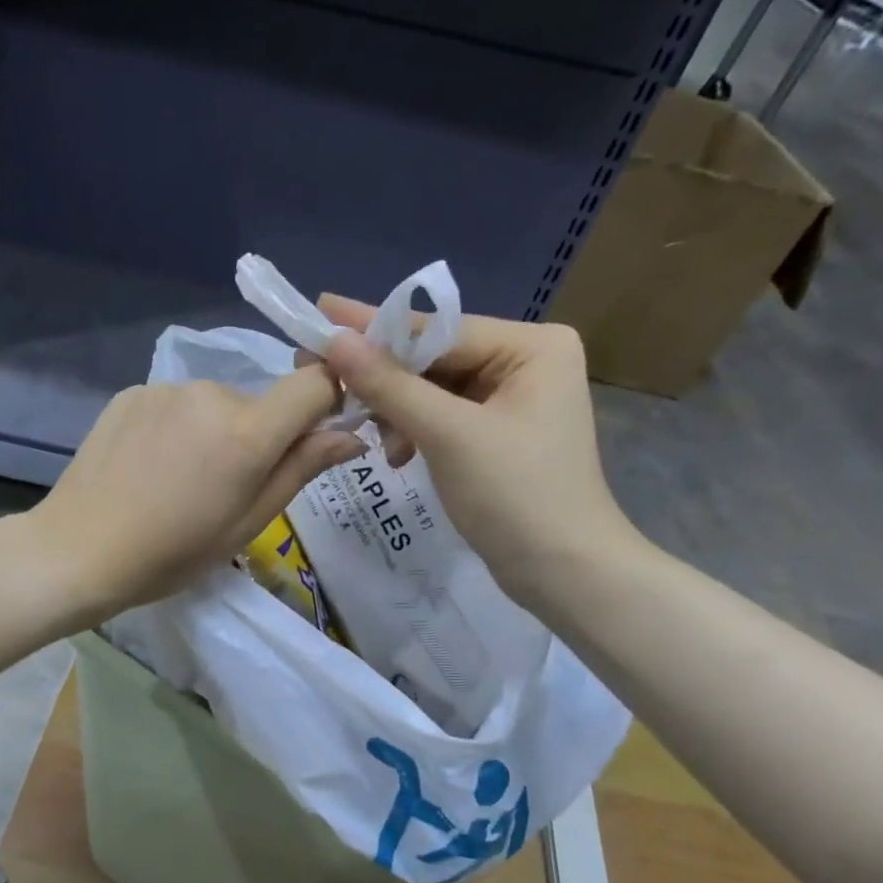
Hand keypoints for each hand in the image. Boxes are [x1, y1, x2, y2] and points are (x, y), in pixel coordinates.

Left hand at [26, 367, 364, 622]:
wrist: (79, 550)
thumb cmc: (171, 553)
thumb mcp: (246, 524)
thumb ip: (301, 470)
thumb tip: (351, 434)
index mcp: (246, 432)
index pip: (314, 383)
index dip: (324, 404)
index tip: (310, 438)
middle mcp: (209, 393)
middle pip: (259, 403)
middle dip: (255, 437)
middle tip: (223, 488)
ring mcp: (165, 389)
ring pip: (214, 404)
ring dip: (212, 432)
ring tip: (178, 481)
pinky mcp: (130, 393)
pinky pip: (174, 405)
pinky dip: (175, 428)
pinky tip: (148, 467)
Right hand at [317, 294, 641, 604]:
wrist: (562, 572)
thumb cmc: (514, 495)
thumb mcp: (448, 435)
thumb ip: (390, 385)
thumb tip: (335, 340)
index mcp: (532, 346)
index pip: (438, 330)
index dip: (375, 328)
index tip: (321, 311)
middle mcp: (526, 361)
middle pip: (434, 358)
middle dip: (385, 381)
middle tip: (324, 379)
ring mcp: (512, 399)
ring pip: (432, 390)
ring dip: (397, 413)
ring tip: (378, 443)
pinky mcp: (497, 433)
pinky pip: (442, 417)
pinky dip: (414, 432)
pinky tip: (398, 455)